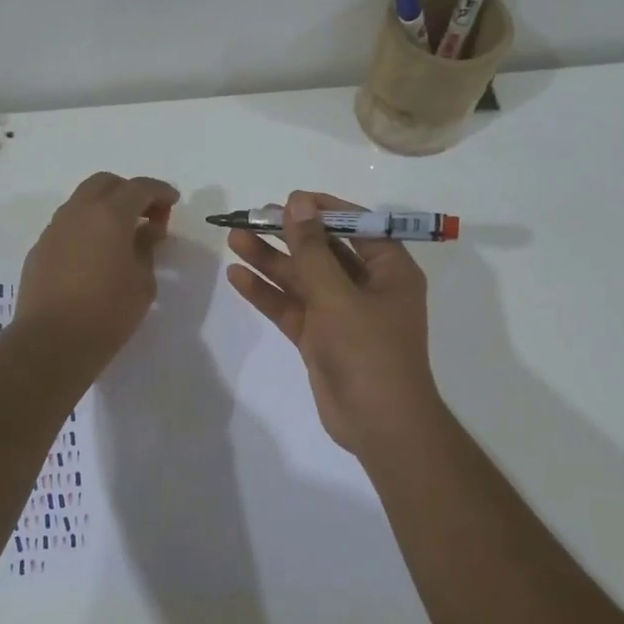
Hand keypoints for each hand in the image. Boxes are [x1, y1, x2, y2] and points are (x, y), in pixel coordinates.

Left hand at [16, 173, 178, 363]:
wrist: (52, 342)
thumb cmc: (108, 312)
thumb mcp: (142, 282)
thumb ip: (146, 248)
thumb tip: (146, 231)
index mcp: (109, 215)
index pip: (140, 187)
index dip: (160, 191)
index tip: (173, 202)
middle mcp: (78, 212)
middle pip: (105, 183)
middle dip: (129, 192)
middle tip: (147, 216)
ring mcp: (54, 229)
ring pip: (82, 201)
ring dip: (105, 208)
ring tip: (122, 235)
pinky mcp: (39, 250)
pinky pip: (67, 225)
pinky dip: (86, 228)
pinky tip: (95, 255)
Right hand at [226, 191, 442, 455]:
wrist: (379, 424)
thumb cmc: (369, 350)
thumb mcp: (337, 294)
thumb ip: (312, 249)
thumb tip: (297, 202)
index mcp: (390, 270)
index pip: (358, 226)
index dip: (323, 210)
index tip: (289, 200)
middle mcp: (367, 287)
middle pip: (323, 252)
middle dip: (287, 235)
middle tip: (250, 218)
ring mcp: (341, 314)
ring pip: (302, 280)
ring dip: (270, 261)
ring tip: (233, 240)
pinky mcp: (320, 338)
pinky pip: (292, 308)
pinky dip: (267, 294)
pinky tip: (238, 277)